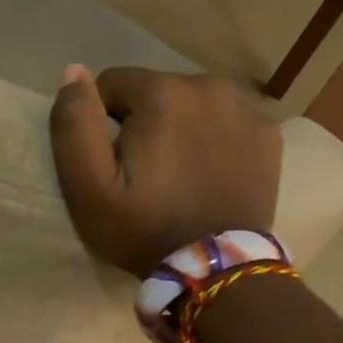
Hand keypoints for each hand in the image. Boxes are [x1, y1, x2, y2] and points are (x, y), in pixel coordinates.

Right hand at [49, 65, 281, 276]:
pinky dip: (215, 136)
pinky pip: (225, 120)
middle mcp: (208, 85)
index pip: (112, 84)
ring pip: (191, 102)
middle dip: (144, 121)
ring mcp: (246, 108)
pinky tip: (212, 171)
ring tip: (179, 173)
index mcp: (162, 91)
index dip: (103, 122)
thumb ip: (74, 121)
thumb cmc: (144, 227)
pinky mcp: (269, 133)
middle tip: (147, 173)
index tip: (115, 162)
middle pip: (155, 91)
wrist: (217, 270)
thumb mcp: (87, 185)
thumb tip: (74, 71)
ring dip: (180, 126)